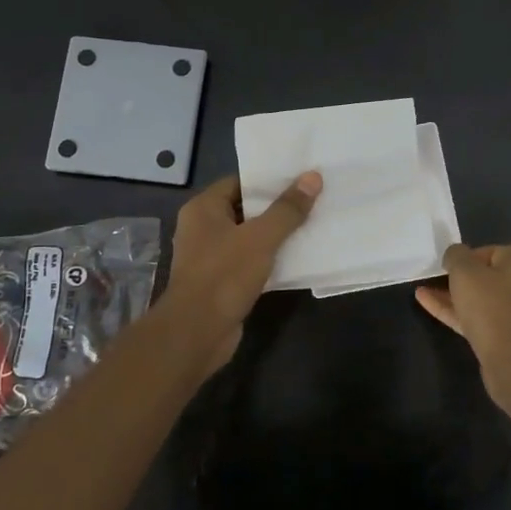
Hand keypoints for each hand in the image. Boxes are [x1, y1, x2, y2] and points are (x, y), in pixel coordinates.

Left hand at [166, 171, 321, 371]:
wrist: (197, 332)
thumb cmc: (224, 275)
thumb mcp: (261, 237)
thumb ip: (287, 209)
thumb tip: (313, 177)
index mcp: (203, 209)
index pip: (239, 182)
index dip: (269, 180)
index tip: (300, 178)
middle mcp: (203, 228)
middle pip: (245, 209)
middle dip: (277, 207)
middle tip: (312, 199)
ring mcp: (210, 257)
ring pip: (249, 237)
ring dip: (276, 235)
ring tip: (311, 224)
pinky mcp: (221, 281)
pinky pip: (249, 261)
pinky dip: (270, 259)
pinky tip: (297, 257)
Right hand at [415, 243, 510, 415]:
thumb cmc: (490, 306)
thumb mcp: (465, 271)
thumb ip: (456, 255)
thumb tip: (455, 254)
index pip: (490, 251)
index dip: (466, 256)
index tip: (447, 265)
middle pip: (486, 276)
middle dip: (458, 278)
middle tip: (434, 280)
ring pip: (480, 300)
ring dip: (453, 296)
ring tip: (423, 293)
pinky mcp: (507, 337)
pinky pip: (479, 319)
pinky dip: (456, 313)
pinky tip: (430, 308)